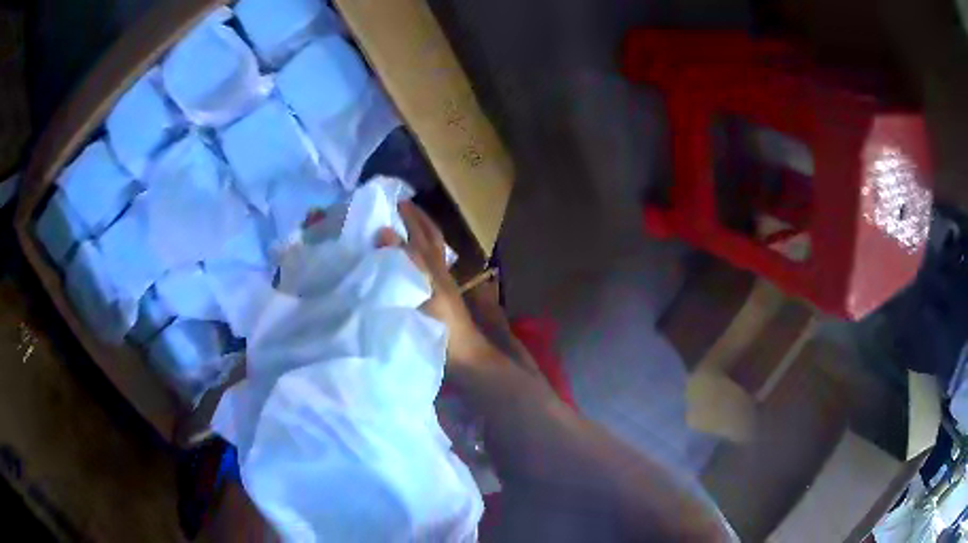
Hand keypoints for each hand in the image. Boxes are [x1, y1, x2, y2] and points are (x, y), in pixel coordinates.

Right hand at [376, 202, 492, 364]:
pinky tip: (409, 265)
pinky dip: (418, 258)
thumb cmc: (443, 326)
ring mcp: (441, 287)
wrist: (466, 357)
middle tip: (401, 206)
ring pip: (431, 254)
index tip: (395, 200)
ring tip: (404, 228)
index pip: (422, 235)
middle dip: (418, 221)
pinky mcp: (440, 302)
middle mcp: (440, 273)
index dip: (411, 217)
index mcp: (434, 268)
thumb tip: (385, 232)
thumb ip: (407, 262)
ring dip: (419, 237)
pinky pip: (428, 270)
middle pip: (431, 240)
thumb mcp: (424, 291)